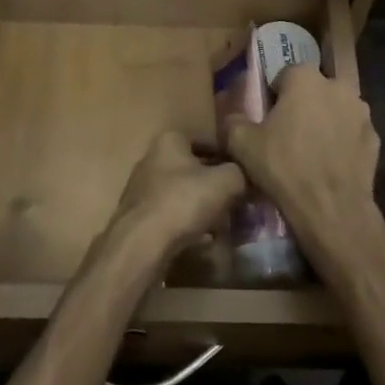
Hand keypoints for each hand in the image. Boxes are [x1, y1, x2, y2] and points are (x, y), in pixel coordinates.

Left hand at [108, 132, 245, 270]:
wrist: (142, 245)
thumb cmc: (183, 202)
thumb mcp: (225, 182)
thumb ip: (240, 173)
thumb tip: (245, 175)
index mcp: (170, 140)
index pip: (206, 141)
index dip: (227, 157)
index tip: (243, 174)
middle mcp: (152, 157)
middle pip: (193, 168)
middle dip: (214, 184)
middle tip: (236, 200)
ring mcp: (142, 187)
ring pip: (182, 192)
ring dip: (201, 205)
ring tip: (222, 223)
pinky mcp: (138, 216)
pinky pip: (171, 214)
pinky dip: (186, 222)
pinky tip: (201, 239)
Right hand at [222, 64, 384, 282]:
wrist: (333, 211)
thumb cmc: (285, 168)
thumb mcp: (242, 144)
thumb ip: (233, 121)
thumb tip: (233, 117)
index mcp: (305, 78)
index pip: (283, 77)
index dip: (273, 99)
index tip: (267, 122)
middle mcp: (336, 85)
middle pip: (312, 92)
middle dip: (301, 108)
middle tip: (287, 138)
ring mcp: (361, 112)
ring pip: (334, 111)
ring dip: (324, 123)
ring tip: (310, 154)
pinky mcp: (375, 138)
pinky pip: (351, 134)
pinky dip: (342, 144)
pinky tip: (330, 166)